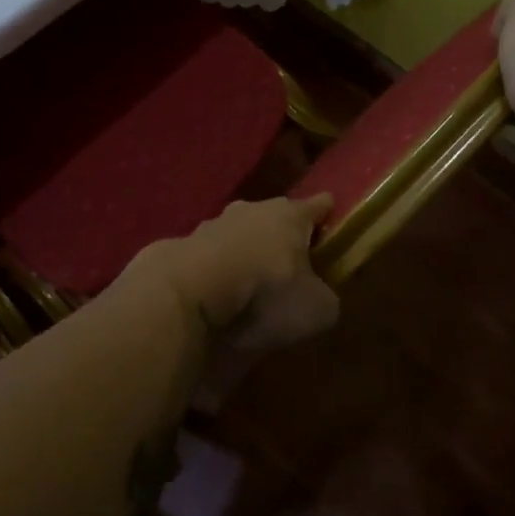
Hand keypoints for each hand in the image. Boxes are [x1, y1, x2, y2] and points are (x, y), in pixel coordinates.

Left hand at [136, 195, 339, 407]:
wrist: (187, 293)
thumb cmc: (264, 294)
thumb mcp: (317, 310)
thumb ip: (325, 298)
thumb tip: (318, 297)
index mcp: (289, 215)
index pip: (316, 206)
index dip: (326, 211)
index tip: (331, 211)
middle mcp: (251, 210)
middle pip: (274, 215)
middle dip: (283, 232)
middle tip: (293, 255)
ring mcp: (212, 224)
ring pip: (239, 232)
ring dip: (246, 249)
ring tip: (252, 276)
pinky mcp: (183, 245)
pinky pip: (211, 255)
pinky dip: (218, 268)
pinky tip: (219, 288)